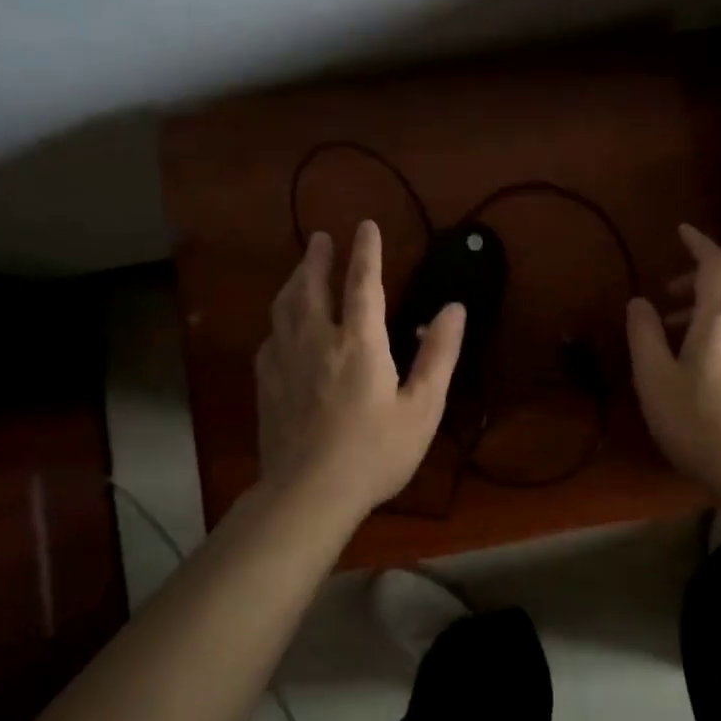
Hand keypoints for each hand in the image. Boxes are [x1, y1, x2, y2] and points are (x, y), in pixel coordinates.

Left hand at [255, 220, 465, 516]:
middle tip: (321, 237)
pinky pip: (270, 337)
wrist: (308, 494)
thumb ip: (438, 354)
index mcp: (359, 343)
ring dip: (294, 280)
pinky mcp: (267, 384)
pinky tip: (281, 325)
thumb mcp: (422, 407)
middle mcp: (317, 341)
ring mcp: (286, 361)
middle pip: (313, 286)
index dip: (366, 252)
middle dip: (318, 257)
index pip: (362, 284)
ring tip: (301, 268)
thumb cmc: (375, 452)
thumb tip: (454, 308)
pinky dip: (279, 319)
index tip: (366, 226)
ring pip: (284, 307)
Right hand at [627, 224, 720, 492]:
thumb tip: (640, 303)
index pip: (715, 264)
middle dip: (706, 276)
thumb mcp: (655, 378)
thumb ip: (644, 335)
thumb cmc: (697, 421)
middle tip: (672, 297)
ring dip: (712, 308)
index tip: (681, 232)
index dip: (699, 243)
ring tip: (676, 336)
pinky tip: (704, 365)